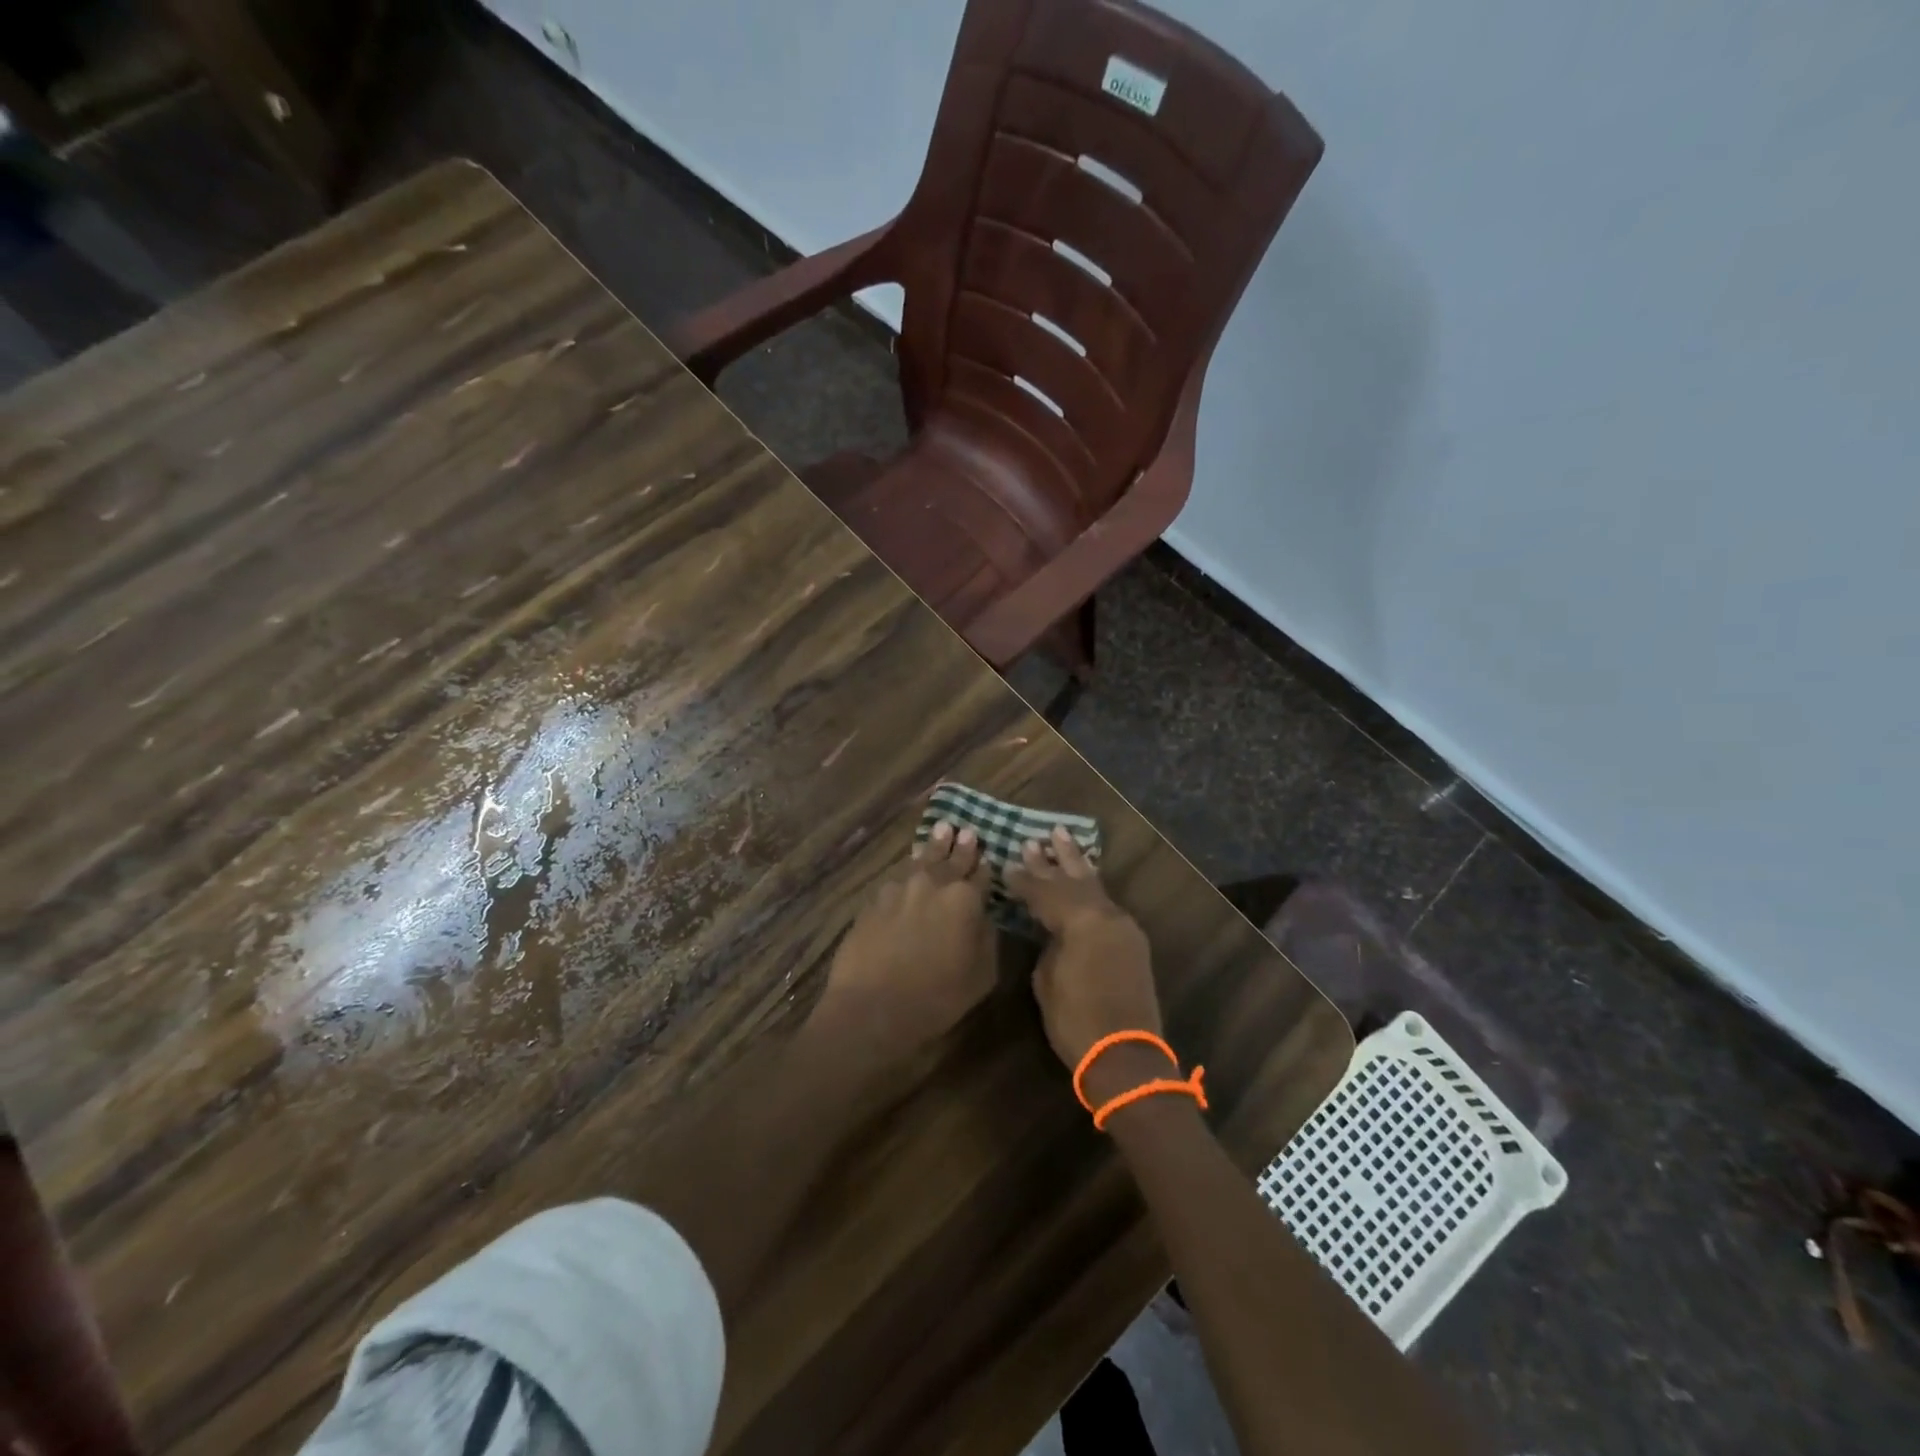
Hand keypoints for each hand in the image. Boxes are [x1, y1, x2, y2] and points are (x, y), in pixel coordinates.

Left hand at [811, 822, 994, 1063]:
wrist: (872, 1007)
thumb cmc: (937, 997)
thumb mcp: (982, 975)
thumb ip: (988, 938)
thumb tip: (985, 917)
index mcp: (965, 899)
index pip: (982, 874)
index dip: (986, 866)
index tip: (988, 855)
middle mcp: (932, 883)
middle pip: (951, 858)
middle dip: (961, 846)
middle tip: (965, 830)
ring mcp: (899, 888)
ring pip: (921, 859)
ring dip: (933, 846)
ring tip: (941, 830)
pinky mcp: (873, 900)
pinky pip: (897, 876)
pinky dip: (908, 869)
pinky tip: (909, 866)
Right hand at [1005, 827, 1164, 1098]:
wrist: (1126, 1057)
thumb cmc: (1076, 1021)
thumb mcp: (1048, 980)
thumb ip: (1049, 944)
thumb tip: (1051, 930)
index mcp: (1081, 921)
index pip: (1045, 892)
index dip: (1024, 879)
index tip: (1007, 863)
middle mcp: (1105, 915)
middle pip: (1073, 879)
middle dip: (1052, 860)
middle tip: (1035, 838)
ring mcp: (1123, 926)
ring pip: (1094, 886)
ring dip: (1076, 863)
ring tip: (1062, 837)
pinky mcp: (1132, 941)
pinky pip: (1106, 903)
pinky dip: (1091, 886)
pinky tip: (1085, 876)